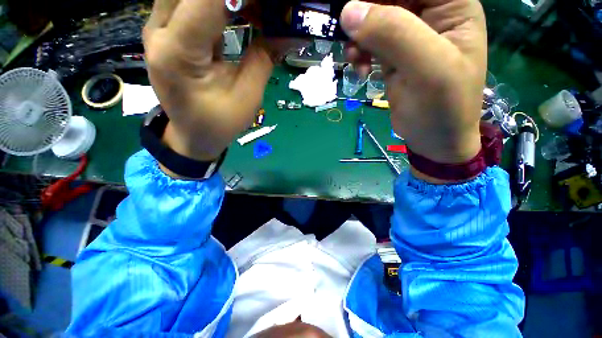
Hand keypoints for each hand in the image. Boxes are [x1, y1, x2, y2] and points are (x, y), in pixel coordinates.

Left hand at [143, 0, 273, 161]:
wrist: (193, 135)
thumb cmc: (219, 123)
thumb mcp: (248, 96)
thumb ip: (265, 57)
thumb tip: (293, 32)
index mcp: (178, 51)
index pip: (208, 0)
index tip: (274, 6)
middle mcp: (159, 30)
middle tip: (265, 10)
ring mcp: (159, 27)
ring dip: (228, 0)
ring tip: (256, 11)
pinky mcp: (166, 30)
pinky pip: (191, 2)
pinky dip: (219, 3)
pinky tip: (241, 12)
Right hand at [341, 0, 486, 166]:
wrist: (433, 139)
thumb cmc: (443, 108)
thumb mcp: (427, 69)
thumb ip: (394, 34)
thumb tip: (349, 11)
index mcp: (452, 5)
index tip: (356, 12)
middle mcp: (430, 14)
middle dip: (365, 14)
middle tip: (350, 37)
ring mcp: (409, 36)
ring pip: (374, 20)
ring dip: (358, 37)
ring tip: (354, 59)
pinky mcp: (393, 57)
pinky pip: (369, 44)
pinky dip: (359, 54)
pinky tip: (360, 70)